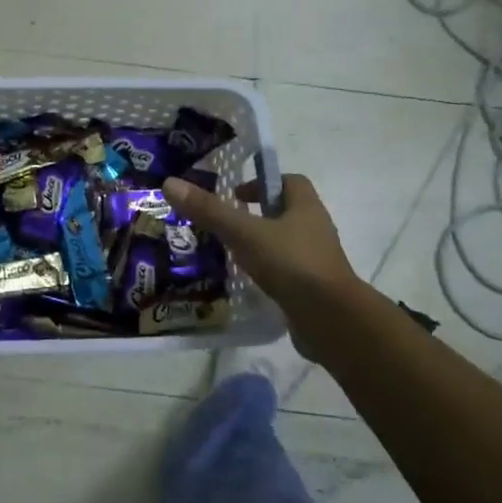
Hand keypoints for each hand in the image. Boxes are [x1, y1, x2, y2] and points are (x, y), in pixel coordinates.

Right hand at [161, 172, 360, 351]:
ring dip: (261, 245)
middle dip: (257, 215)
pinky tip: (246, 282)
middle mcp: (315, 229)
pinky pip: (286, 272)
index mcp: (306, 207)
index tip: (235, 195)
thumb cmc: (291, 264)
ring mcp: (316, 261)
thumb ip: (209, 210)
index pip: (290, 181)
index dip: (262, 182)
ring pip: (285, 243)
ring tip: (230, 253)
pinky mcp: (312, 289)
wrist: (331, 321)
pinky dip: (267, 273)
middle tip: (225, 223)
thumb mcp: (244, 233)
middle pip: (285, 212)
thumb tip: (170, 183)